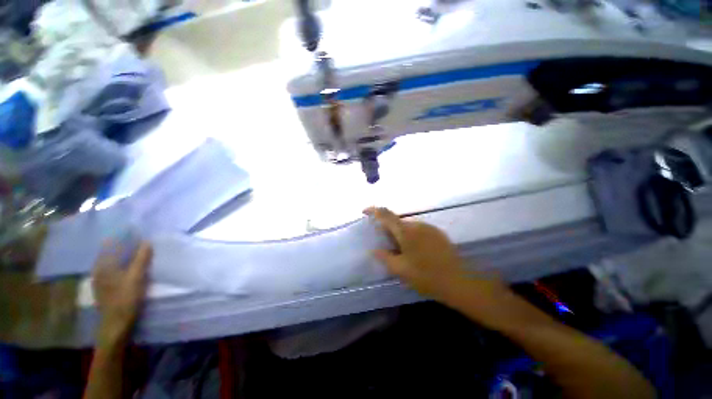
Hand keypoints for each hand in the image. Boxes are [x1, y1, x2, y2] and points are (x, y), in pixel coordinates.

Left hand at [92, 241, 151, 343]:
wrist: (116, 323)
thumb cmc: (126, 299)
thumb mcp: (136, 278)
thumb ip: (141, 259)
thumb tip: (147, 241)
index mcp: (103, 265)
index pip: (110, 244)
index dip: (122, 235)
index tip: (135, 229)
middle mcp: (98, 269)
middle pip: (110, 252)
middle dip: (122, 243)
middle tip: (138, 238)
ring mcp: (100, 279)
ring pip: (110, 261)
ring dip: (121, 253)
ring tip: (135, 249)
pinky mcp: (104, 287)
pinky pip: (111, 269)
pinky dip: (120, 263)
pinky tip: (127, 265)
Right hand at [365, 207, 469, 300]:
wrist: (459, 282)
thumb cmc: (426, 276)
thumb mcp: (400, 269)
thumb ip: (385, 257)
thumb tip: (374, 250)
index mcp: (406, 231)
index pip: (385, 214)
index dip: (373, 210)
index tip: (364, 212)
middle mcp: (417, 224)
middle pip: (397, 221)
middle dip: (388, 229)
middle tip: (386, 245)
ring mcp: (429, 228)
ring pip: (408, 226)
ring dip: (401, 234)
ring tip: (402, 251)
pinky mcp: (438, 233)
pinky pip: (419, 230)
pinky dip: (412, 236)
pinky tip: (416, 252)